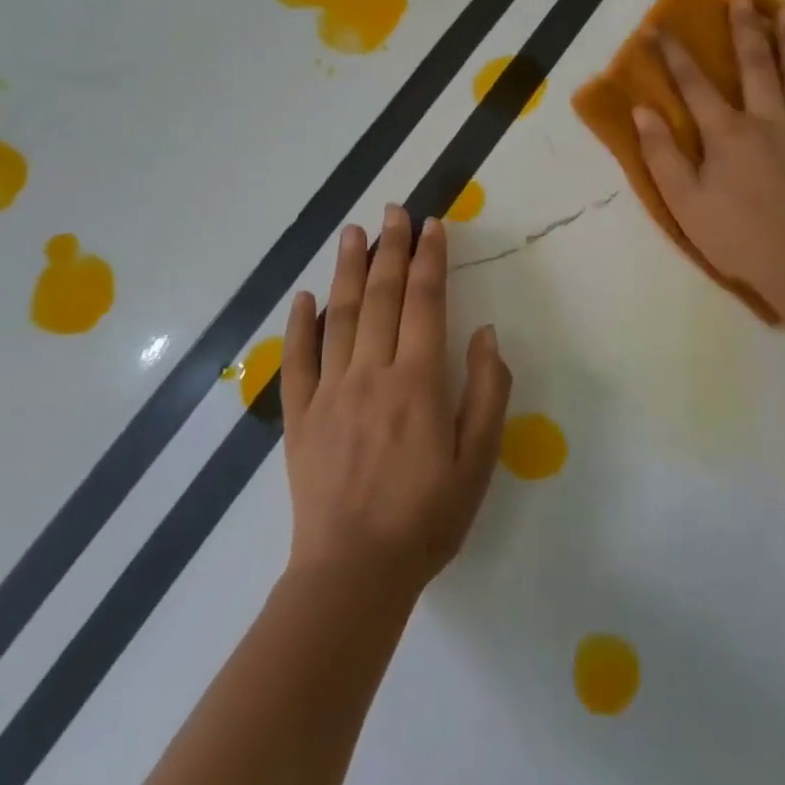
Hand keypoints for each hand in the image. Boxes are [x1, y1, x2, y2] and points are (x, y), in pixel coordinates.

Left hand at [281, 205, 511, 607]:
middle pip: (380, 297)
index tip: (433, 224)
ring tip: (352, 231)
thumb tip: (483, 334)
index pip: (425, 302)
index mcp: (418, 382)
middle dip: (390, 249)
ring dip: (347, 269)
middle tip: (394, 210)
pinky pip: (297, 360)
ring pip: (339, 316)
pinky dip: (299, 324)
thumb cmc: (427, 518)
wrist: (354, 575)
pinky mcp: (299, 417)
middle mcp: (372, 374)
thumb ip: (487, 391)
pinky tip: (304, 296)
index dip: (430, 259)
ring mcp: (330, 392)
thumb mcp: (479, 461)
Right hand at [633, 0, 784, 309]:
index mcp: (727, 133)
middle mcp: (768, 119)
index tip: (659, 27)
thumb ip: (662, 154)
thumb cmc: (738, 237)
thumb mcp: (684, 202)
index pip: (694, 85)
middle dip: (744, 28)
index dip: (674, 55)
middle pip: (755, 65)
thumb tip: (642, 110)